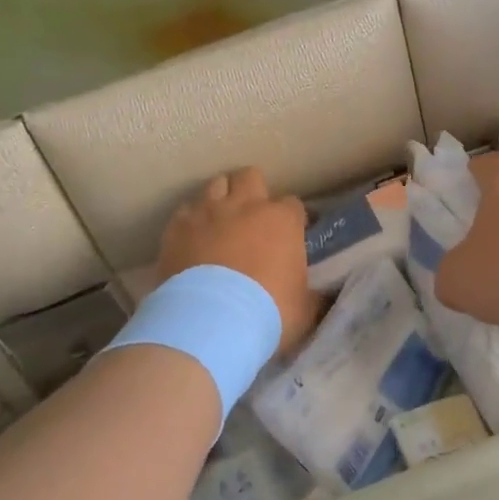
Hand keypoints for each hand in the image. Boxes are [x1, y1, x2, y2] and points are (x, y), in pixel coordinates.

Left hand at [157, 167, 319, 353]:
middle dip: (253, 191)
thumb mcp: (304, 311)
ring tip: (220, 223)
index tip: (289, 236)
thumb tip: (321, 298)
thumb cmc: (267, 314)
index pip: (293, 205)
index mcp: (282, 221)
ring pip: (216, 185)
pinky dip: (191, 221)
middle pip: (250, 177)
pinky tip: (192, 239)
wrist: (211, 322)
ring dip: (220, 199)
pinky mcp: (177, 227)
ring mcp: (208, 212)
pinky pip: (185, 211)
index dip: (291, 219)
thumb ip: (313, 296)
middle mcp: (245, 206)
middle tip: (252, 217)